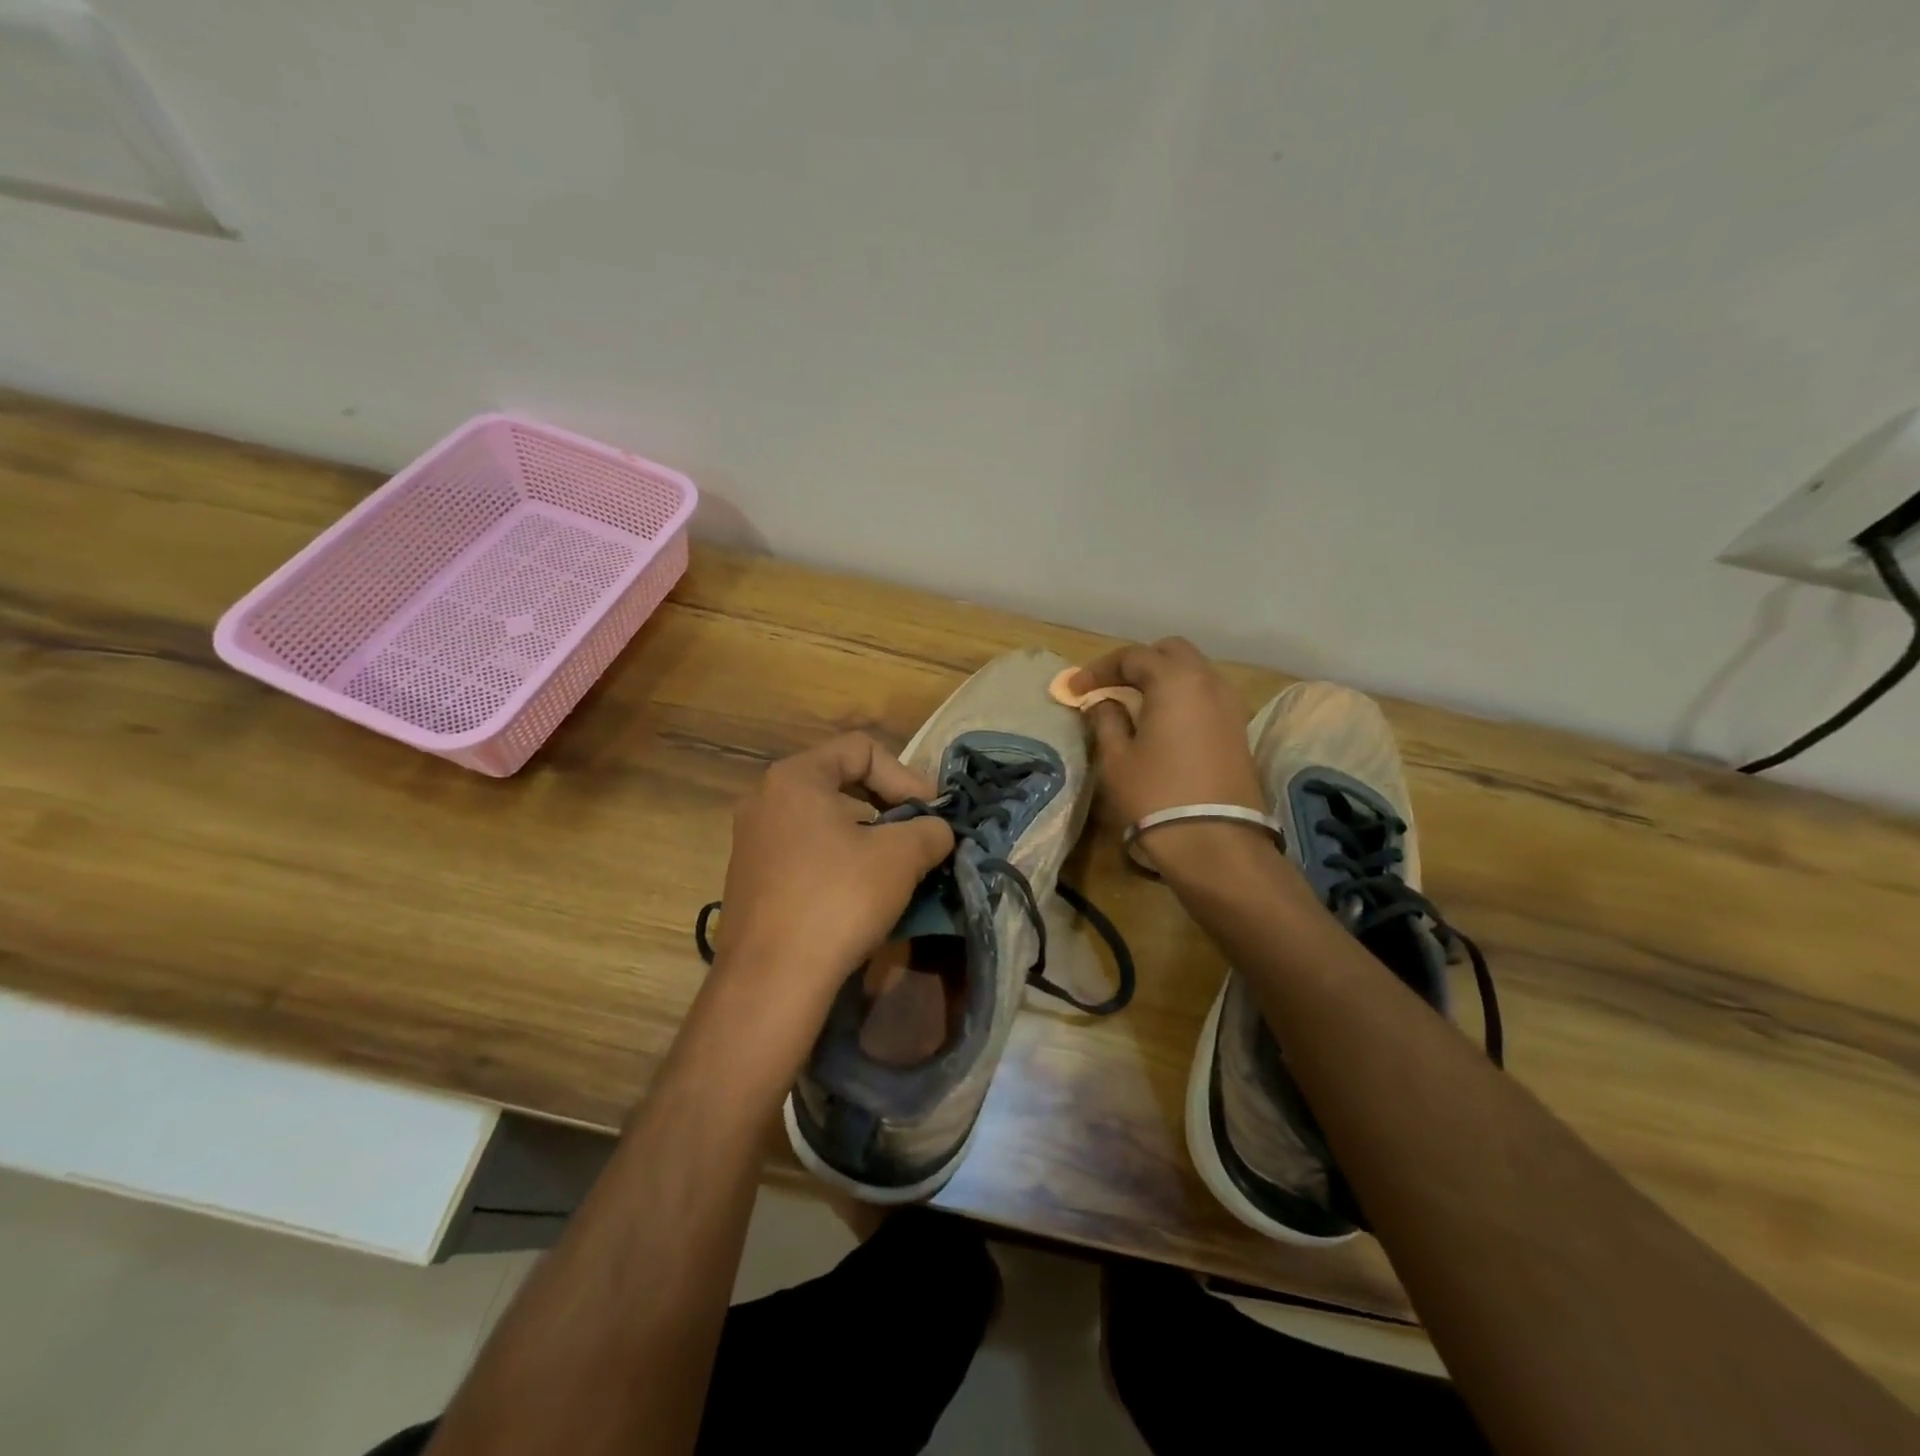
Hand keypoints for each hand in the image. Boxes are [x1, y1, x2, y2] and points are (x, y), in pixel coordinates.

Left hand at [712, 733, 953, 1006]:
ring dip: (867, 837)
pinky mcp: (751, 880)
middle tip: (918, 838)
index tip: (930, 812)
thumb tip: (936, 832)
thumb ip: (929, 830)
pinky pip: (805, 853)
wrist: (770, 982)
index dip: (905, 775)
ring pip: (824, 821)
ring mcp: (752, 842)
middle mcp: (765, 799)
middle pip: (841, 783)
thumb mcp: (901, 857)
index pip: (861, 749)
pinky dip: (840, 862)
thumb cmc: (837, 900)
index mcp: (794, 777)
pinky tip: (861, 895)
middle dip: (888, 807)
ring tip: (896, 869)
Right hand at [1073, 638, 1264, 827]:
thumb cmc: (1156, 795)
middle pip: (1170, 652)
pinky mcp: (1238, 730)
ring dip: (1163, 679)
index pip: (1133, 656)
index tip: (1075, 689)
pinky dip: (1182, 698)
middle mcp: (1209, 682)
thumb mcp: (1116, 758)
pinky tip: (1163, 722)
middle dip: (1137, 663)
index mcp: (1175, 680)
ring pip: (1193, 672)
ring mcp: (1230, 706)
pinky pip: (1206, 696)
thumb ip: (1106, 720)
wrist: (1215, 842)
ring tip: (1135, 703)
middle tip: (1110, 686)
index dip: (1099, 669)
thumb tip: (1104, 703)